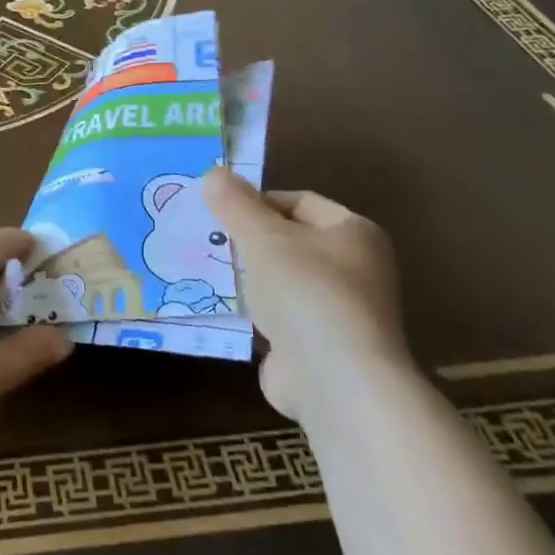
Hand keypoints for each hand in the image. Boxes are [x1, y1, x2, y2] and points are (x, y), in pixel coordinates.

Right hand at [202, 169, 410, 421]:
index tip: (217, 210)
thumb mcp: (262, 237)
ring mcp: (335, 311)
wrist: (334, 382)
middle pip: (288, 241)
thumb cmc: (305, 293)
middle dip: (246, 240)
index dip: (257, 201)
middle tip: (204, 238)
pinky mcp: (315, 346)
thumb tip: (214, 172)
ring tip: (200, 268)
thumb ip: (235, 204)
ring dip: (245, 278)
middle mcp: (353, 269)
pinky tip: (215, 307)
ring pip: (279, 280)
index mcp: (354, 233)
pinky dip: (249, 312)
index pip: (299, 202)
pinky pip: (275, 317)